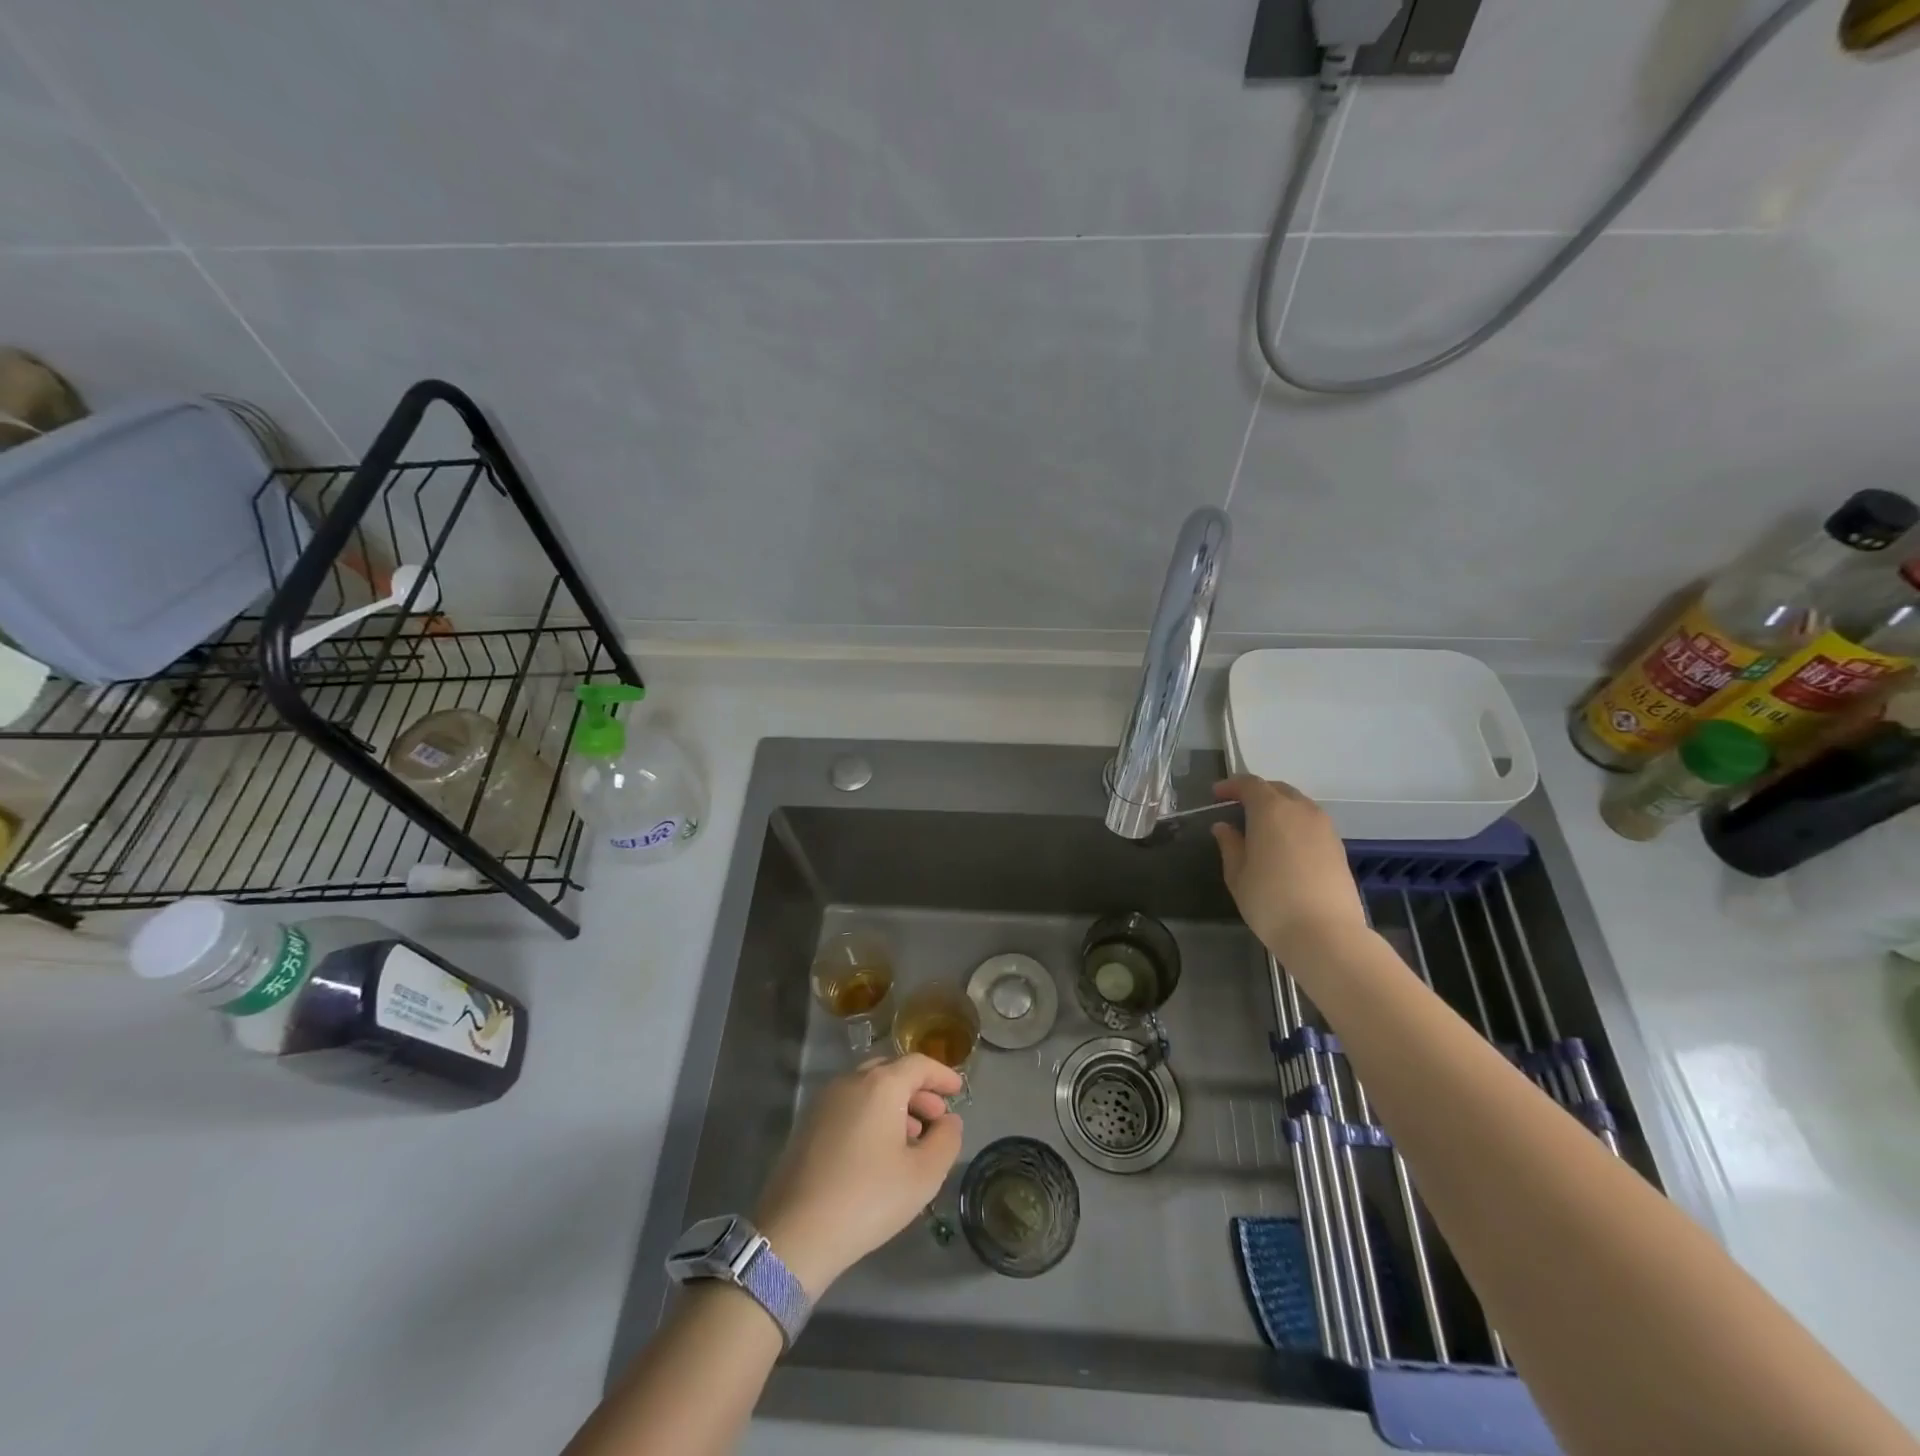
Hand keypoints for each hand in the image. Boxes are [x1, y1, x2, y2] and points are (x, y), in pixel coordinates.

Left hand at [754, 1054, 964, 1296]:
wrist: (795, 1233)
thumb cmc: (868, 1198)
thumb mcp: (923, 1175)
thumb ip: (946, 1141)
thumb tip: (949, 1121)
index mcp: (880, 1085)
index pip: (918, 1064)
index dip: (942, 1075)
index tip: (958, 1090)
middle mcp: (850, 1081)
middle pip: (891, 1072)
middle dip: (918, 1090)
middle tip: (937, 1117)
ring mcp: (824, 1101)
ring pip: (868, 1089)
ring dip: (895, 1104)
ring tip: (912, 1138)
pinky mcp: (808, 1124)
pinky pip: (849, 1105)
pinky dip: (871, 1115)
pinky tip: (879, 1150)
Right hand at [1211, 776, 1368, 960]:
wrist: (1325, 934)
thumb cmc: (1270, 901)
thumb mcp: (1237, 874)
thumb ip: (1230, 844)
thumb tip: (1224, 827)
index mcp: (1271, 810)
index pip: (1249, 784)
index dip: (1231, 786)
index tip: (1216, 795)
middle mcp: (1301, 810)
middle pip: (1277, 789)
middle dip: (1256, 793)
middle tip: (1238, 808)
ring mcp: (1324, 827)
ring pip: (1298, 805)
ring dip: (1278, 808)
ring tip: (1261, 827)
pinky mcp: (1338, 846)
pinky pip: (1311, 823)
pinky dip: (1294, 824)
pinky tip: (1284, 845)